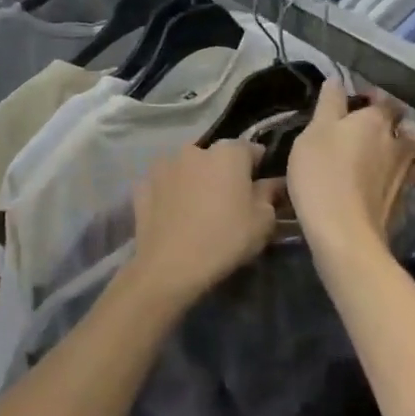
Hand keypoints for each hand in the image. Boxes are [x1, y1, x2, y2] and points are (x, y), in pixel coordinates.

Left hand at [127, 142, 280, 308]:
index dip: (258, 167)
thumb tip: (271, 183)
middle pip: (216, 157)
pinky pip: (164, 185)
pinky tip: (174, 216)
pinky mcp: (142, 185)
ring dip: (194, 180)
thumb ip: (270, 194)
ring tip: (198, 209)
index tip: (260, 187)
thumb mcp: (263, 221)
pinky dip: (170, 194)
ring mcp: (163, 165)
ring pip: (187, 168)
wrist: (170, 266)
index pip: (250, 149)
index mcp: (227, 152)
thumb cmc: (225, 239)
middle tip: (228, 201)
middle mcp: (193, 150)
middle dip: (223, 172)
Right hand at [288, 82, 414, 249]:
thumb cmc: (322, 174)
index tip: (358, 100)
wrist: (344, 232)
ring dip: (408, 153)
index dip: (374, 97)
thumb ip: (329, 104)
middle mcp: (399, 144)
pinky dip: (400, 181)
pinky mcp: (405, 204)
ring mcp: (406, 176)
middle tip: (380, 131)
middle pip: (412, 128)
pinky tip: (385, 187)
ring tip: (389, 158)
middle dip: (401, 126)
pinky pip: (409, 184)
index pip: (385, 100)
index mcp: (376, 121)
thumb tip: (337, 78)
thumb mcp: (314, 132)